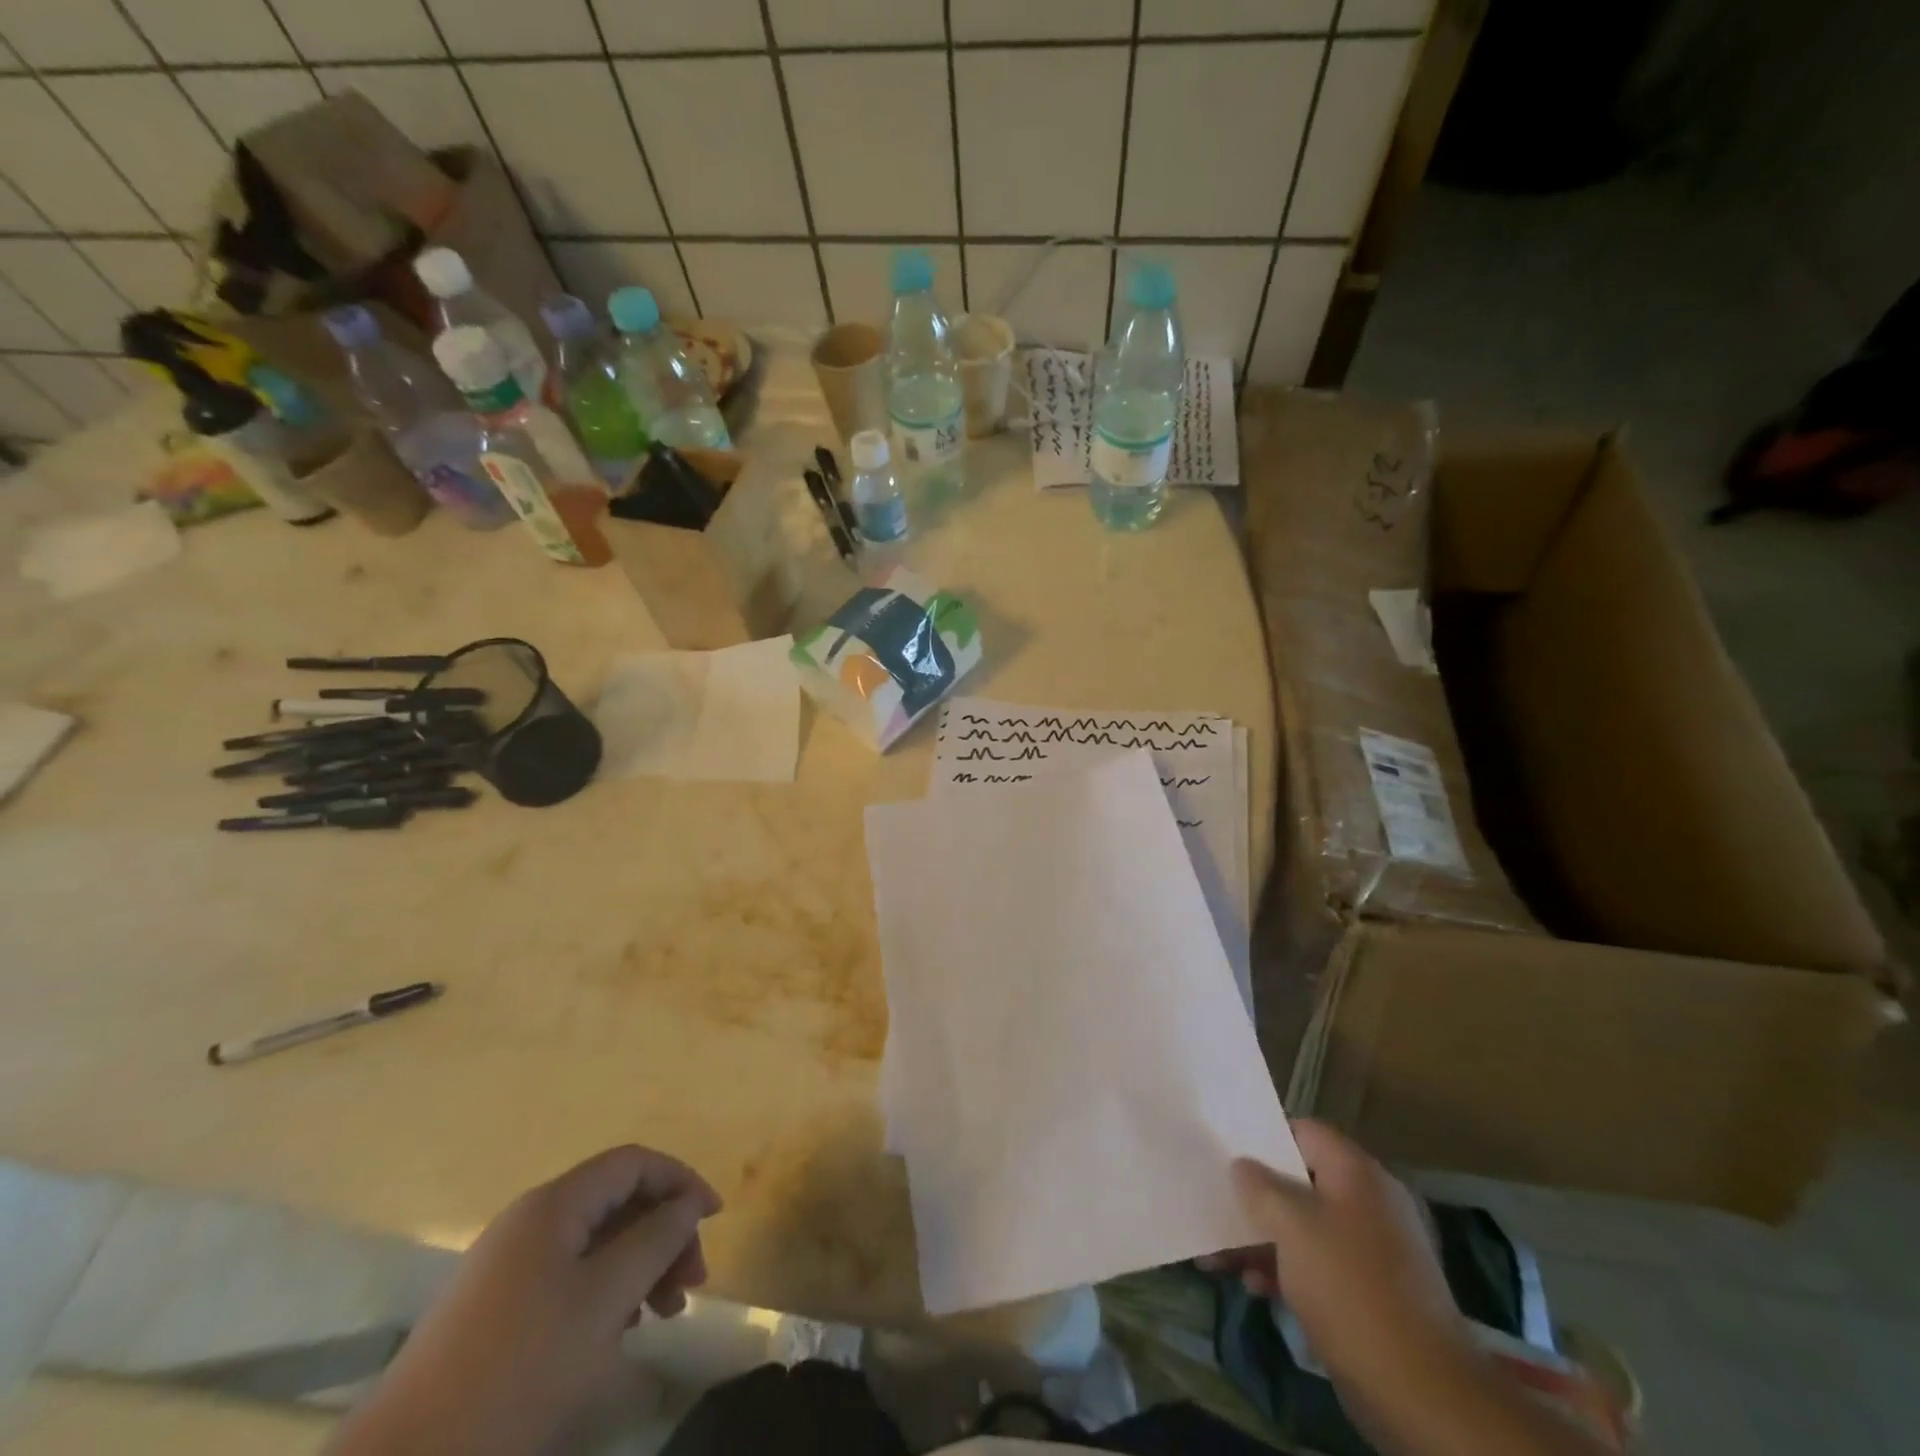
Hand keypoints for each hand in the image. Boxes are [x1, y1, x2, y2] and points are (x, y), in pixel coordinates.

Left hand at [329, 1145, 721, 1455]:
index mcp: (554, 1205)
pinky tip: (617, 1334)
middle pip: (617, 1202)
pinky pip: (569, 1279)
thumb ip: (656, 1240)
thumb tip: (688, 1203)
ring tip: (662, 1316)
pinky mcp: (494, 1312)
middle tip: (690, 1286)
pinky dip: (606, 1293)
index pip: (633, 1163)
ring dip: (639, 1267)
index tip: (714, 1218)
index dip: (680, 1180)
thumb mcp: (605, 1299)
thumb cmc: (519, 1368)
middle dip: (663, 1234)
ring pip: (595, 1245)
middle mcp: (530, 1222)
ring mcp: (507, 1268)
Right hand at [1224, 1124, 1610, 1455]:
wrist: (1422, 1392)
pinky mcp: (1375, 1295)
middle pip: (1302, 1182)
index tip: (1229, 1152)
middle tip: (1218, 1204)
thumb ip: (1260, 1187)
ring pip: (1308, 1228)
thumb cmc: (1350, 1287)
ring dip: (1265, 1238)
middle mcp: (1372, 1203)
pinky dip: (1288, 1270)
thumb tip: (1243, 1165)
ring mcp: (1377, 1252)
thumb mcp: (1291, 1226)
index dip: (1265, 1137)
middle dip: (1257, 1197)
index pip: (1305, 1131)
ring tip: (1222, 1256)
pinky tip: (1255, 1286)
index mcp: (1358, 1174)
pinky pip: (1322, 1266)